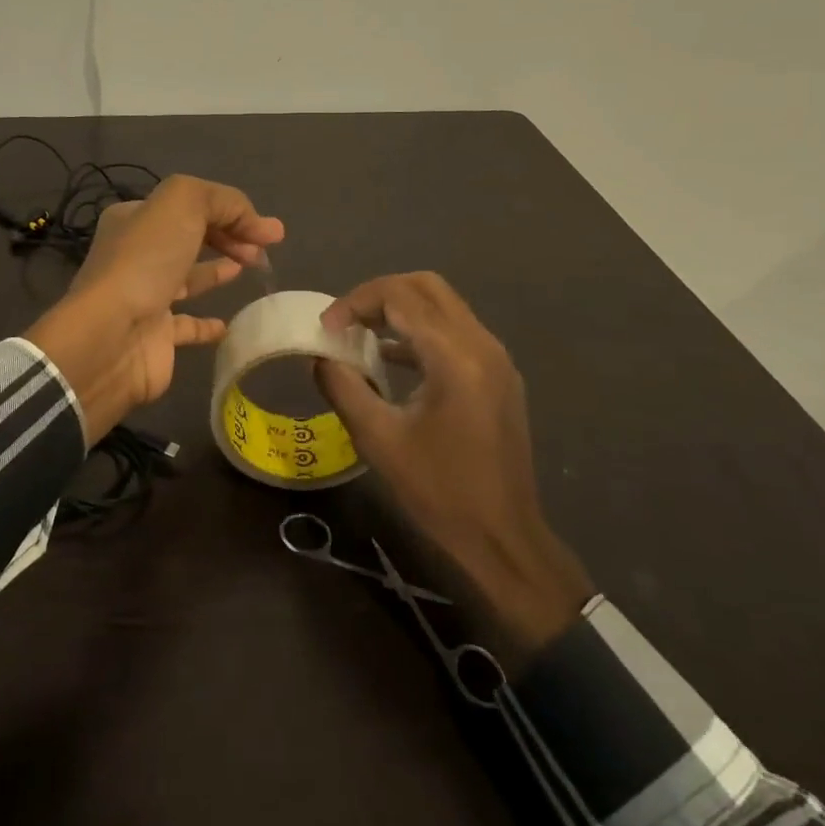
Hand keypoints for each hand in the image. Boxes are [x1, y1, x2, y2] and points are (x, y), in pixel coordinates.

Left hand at [25, 175, 283, 444]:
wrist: (111, 336)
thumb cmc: (145, 261)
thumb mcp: (182, 203)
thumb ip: (223, 201)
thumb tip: (257, 224)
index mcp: (134, 218)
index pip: (189, 205)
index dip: (231, 211)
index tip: (268, 231)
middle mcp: (136, 254)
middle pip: (190, 237)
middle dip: (229, 236)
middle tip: (263, 250)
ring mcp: (144, 296)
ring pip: (187, 277)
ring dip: (219, 269)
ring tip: (251, 267)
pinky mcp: (155, 337)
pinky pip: (187, 326)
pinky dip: (210, 324)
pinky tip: (230, 323)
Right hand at [314, 272, 591, 660]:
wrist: (503, 538)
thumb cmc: (439, 491)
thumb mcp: (378, 439)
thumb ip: (343, 387)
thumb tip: (321, 357)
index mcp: (455, 357)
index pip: (399, 296)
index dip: (355, 303)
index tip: (326, 328)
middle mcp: (482, 344)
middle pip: (426, 287)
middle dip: (379, 294)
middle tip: (345, 320)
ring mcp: (495, 358)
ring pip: (443, 306)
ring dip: (400, 310)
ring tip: (360, 334)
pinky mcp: (498, 375)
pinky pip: (455, 331)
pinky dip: (420, 331)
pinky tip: (391, 359)